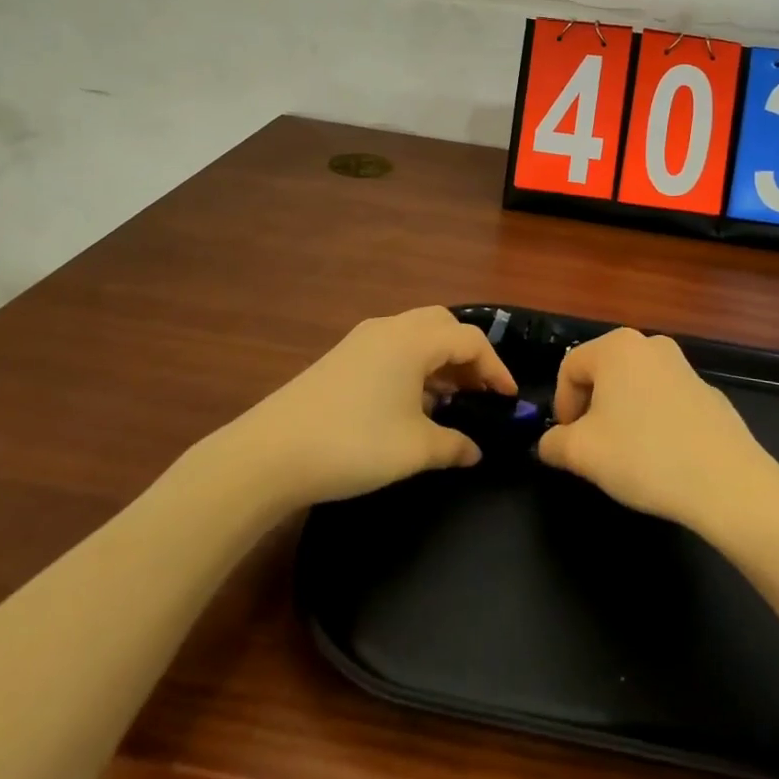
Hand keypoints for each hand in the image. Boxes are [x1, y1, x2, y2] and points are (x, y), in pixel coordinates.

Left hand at [235, 306, 516, 505]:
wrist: (271, 453)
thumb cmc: (354, 443)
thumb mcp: (414, 450)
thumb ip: (454, 446)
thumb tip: (476, 450)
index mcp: (413, 339)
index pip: (470, 340)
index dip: (495, 368)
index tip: (508, 399)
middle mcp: (389, 328)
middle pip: (443, 325)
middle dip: (468, 355)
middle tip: (479, 392)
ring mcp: (361, 340)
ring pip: (415, 335)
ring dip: (439, 360)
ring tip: (449, 400)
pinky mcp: (341, 357)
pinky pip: (392, 348)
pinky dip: (413, 366)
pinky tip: (410, 404)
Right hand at [536, 328, 775, 531]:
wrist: (727, 482)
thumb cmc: (644, 456)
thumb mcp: (582, 454)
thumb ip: (554, 443)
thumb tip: (550, 443)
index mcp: (616, 347)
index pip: (569, 367)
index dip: (561, 405)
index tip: (567, 441)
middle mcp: (650, 345)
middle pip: (603, 373)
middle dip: (591, 409)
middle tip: (593, 448)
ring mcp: (684, 366)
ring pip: (635, 387)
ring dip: (621, 415)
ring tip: (626, 454)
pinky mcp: (708, 393)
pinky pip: (665, 401)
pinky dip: (654, 422)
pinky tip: (662, 457)